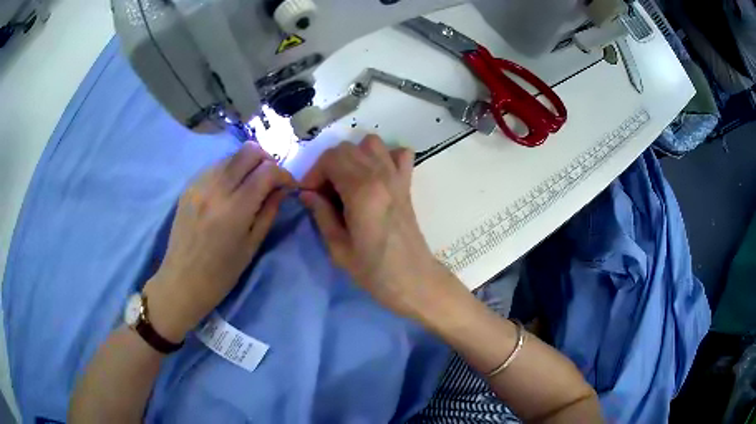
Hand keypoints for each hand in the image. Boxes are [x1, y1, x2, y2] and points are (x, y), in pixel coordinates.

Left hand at [145, 143, 294, 341]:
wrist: (182, 280)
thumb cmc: (221, 273)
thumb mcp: (251, 246)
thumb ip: (268, 212)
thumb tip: (281, 190)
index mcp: (234, 209)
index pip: (267, 172)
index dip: (284, 174)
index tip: (289, 185)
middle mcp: (215, 189)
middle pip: (248, 151)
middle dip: (266, 160)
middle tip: (270, 179)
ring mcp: (199, 184)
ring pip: (231, 156)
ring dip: (247, 164)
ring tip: (249, 185)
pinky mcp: (188, 186)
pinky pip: (215, 166)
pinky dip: (229, 171)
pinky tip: (229, 190)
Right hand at [300, 135, 455, 320]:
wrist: (414, 280)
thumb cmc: (374, 271)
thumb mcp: (338, 248)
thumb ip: (321, 214)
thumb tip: (307, 194)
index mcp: (362, 191)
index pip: (330, 159)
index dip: (313, 173)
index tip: (309, 195)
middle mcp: (381, 175)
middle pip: (347, 148)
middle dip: (328, 165)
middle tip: (324, 193)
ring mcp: (397, 177)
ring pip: (371, 143)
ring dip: (353, 156)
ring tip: (347, 181)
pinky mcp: (407, 183)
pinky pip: (400, 153)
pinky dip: (385, 156)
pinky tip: (376, 175)